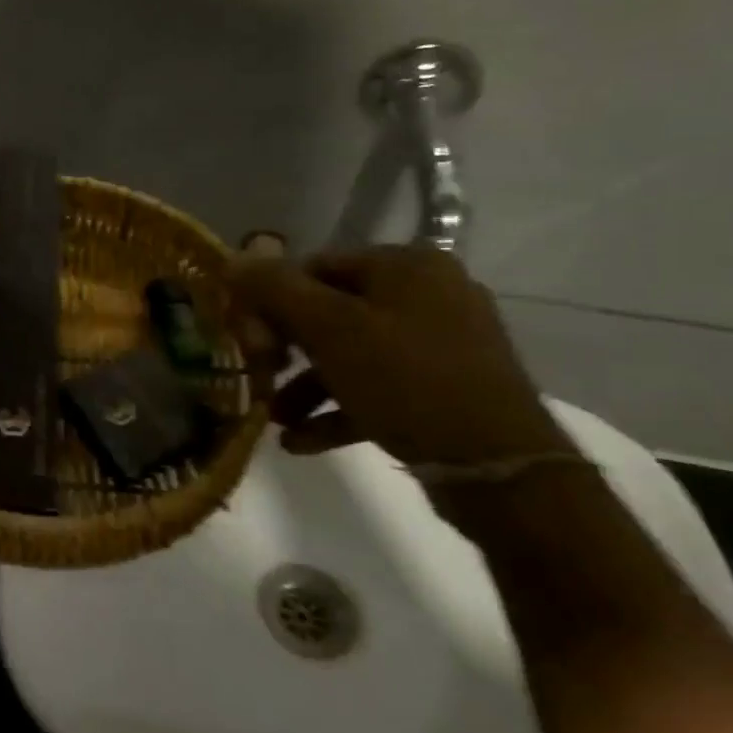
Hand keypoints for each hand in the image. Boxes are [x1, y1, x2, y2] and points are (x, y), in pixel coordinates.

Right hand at [231, 242, 572, 468]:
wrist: (500, 472)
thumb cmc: (407, 381)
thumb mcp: (329, 329)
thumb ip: (275, 290)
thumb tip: (232, 260)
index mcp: (407, 266)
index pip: (316, 266)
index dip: (272, 301)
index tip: (249, 340)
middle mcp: (428, 295)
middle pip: (331, 311)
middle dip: (287, 350)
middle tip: (260, 377)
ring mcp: (441, 345)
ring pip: (352, 354)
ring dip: (307, 386)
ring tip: (277, 419)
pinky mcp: (445, 390)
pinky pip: (377, 389)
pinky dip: (338, 410)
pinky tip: (300, 442)